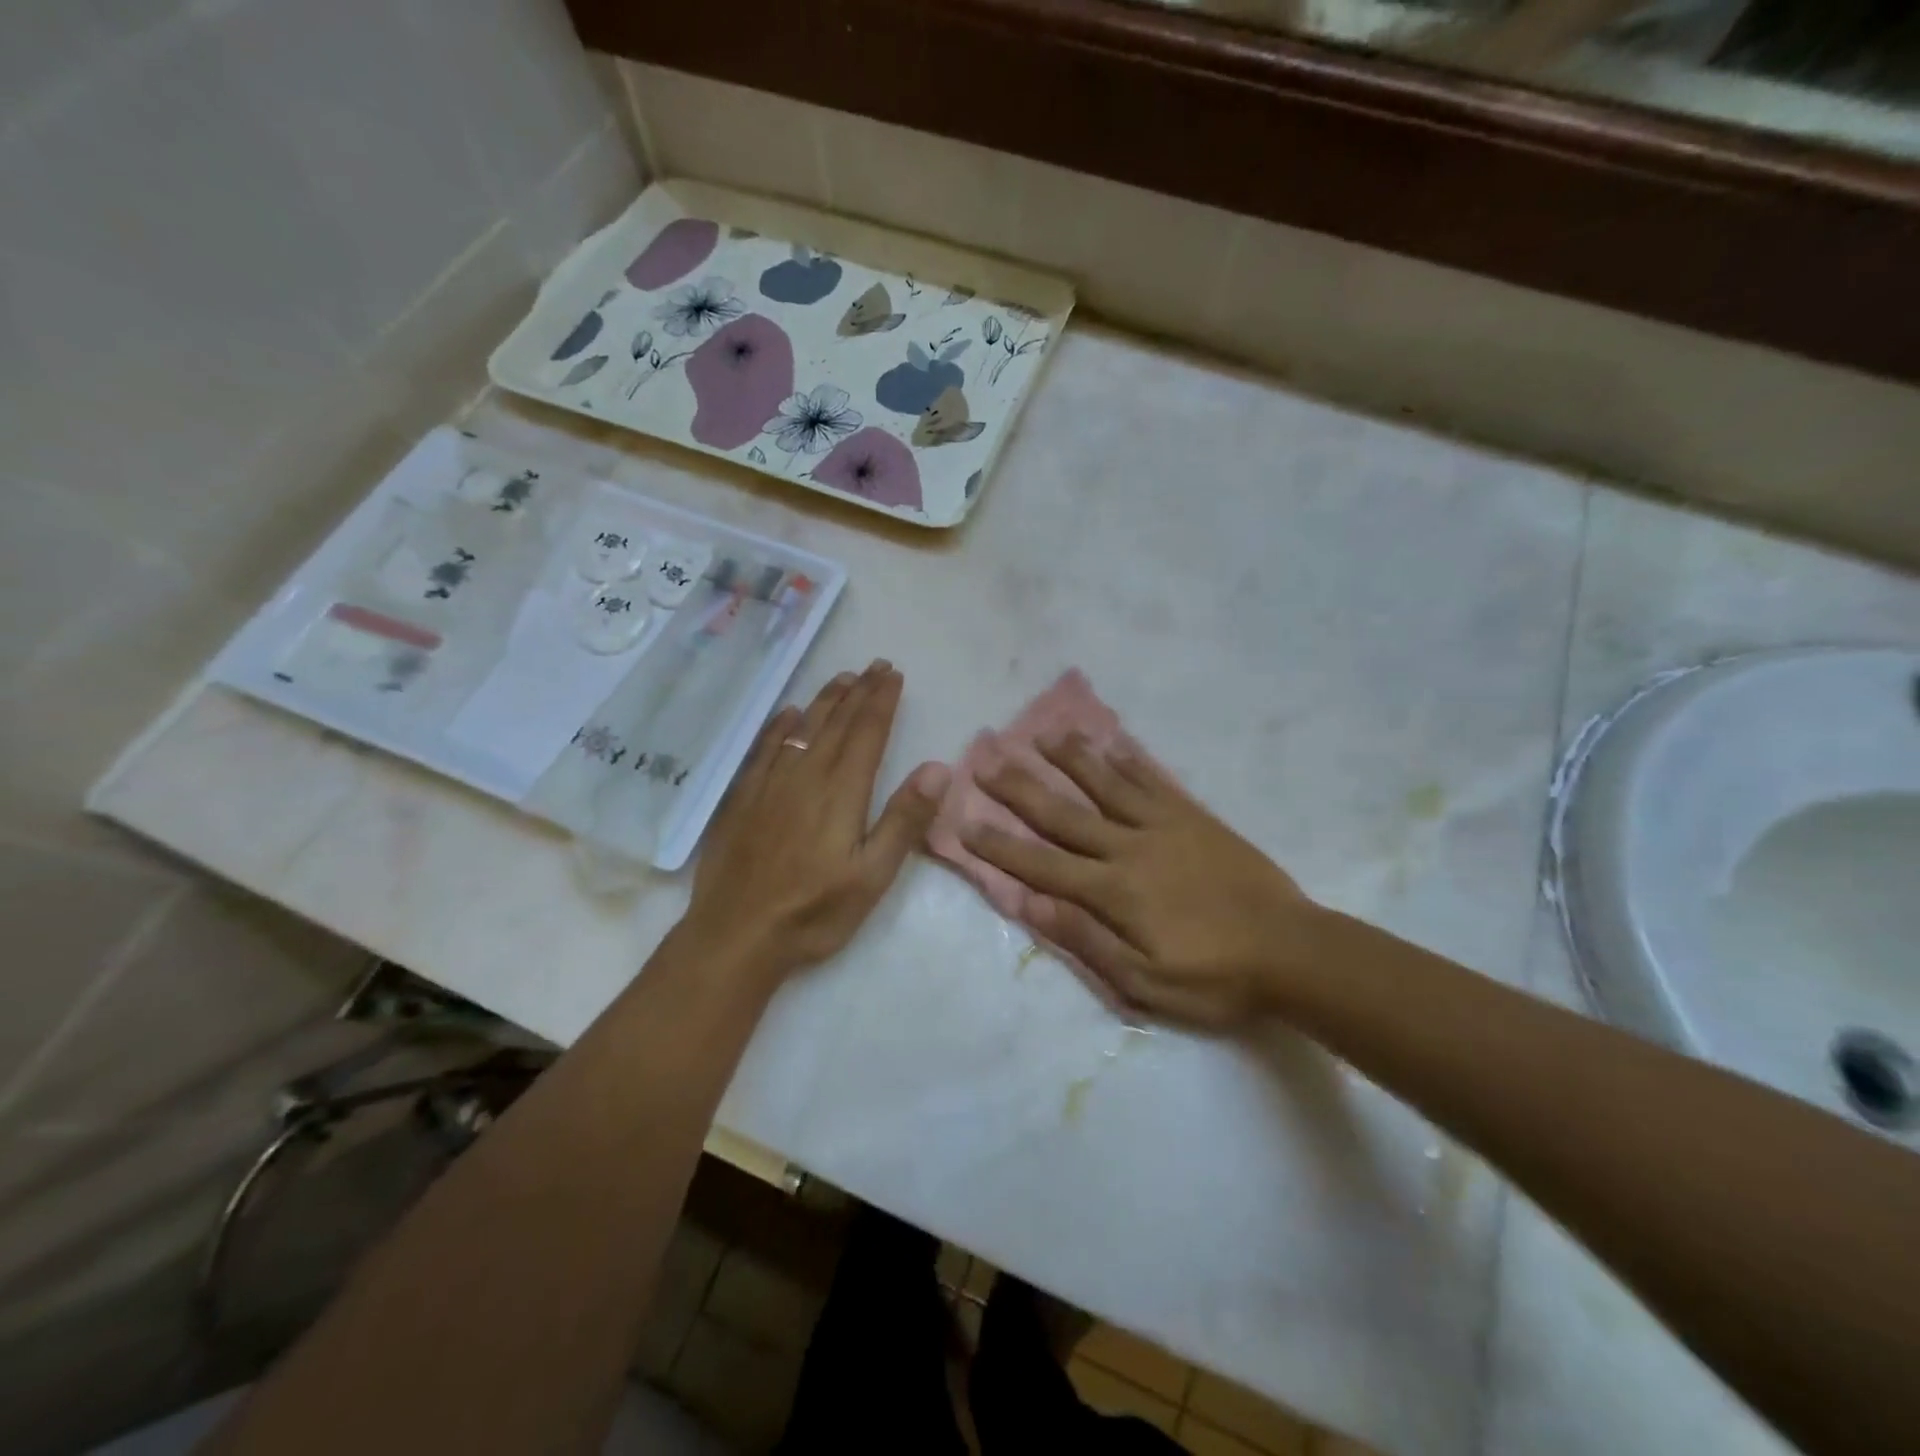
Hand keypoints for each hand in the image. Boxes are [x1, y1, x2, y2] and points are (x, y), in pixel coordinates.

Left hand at [683, 660, 949, 983]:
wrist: (737, 935)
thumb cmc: (815, 911)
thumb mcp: (873, 875)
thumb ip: (905, 820)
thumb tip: (938, 767)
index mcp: (841, 792)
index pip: (867, 734)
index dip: (882, 701)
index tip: (893, 674)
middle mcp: (806, 776)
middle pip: (837, 723)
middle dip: (859, 691)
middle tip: (875, 665)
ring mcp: (770, 784)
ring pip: (802, 728)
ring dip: (825, 700)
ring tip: (842, 677)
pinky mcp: (743, 798)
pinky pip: (764, 748)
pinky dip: (780, 725)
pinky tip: (788, 713)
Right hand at [964, 733, 1319, 1029]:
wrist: (1293, 952)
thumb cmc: (1215, 978)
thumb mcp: (1145, 981)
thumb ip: (1087, 939)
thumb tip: (1032, 903)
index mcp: (1113, 891)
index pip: (1042, 864)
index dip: (1000, 845)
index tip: (965, 822)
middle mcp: (1130, 848)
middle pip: (1065, 813)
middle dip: (1022, 788)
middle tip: (988, 760)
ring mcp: (1164, 827)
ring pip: (1107, 785)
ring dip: (1072, 759)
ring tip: (1044, 734)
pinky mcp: (1195, 819)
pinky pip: (1155, 783)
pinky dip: (1131, 762)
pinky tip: (1114, 744)